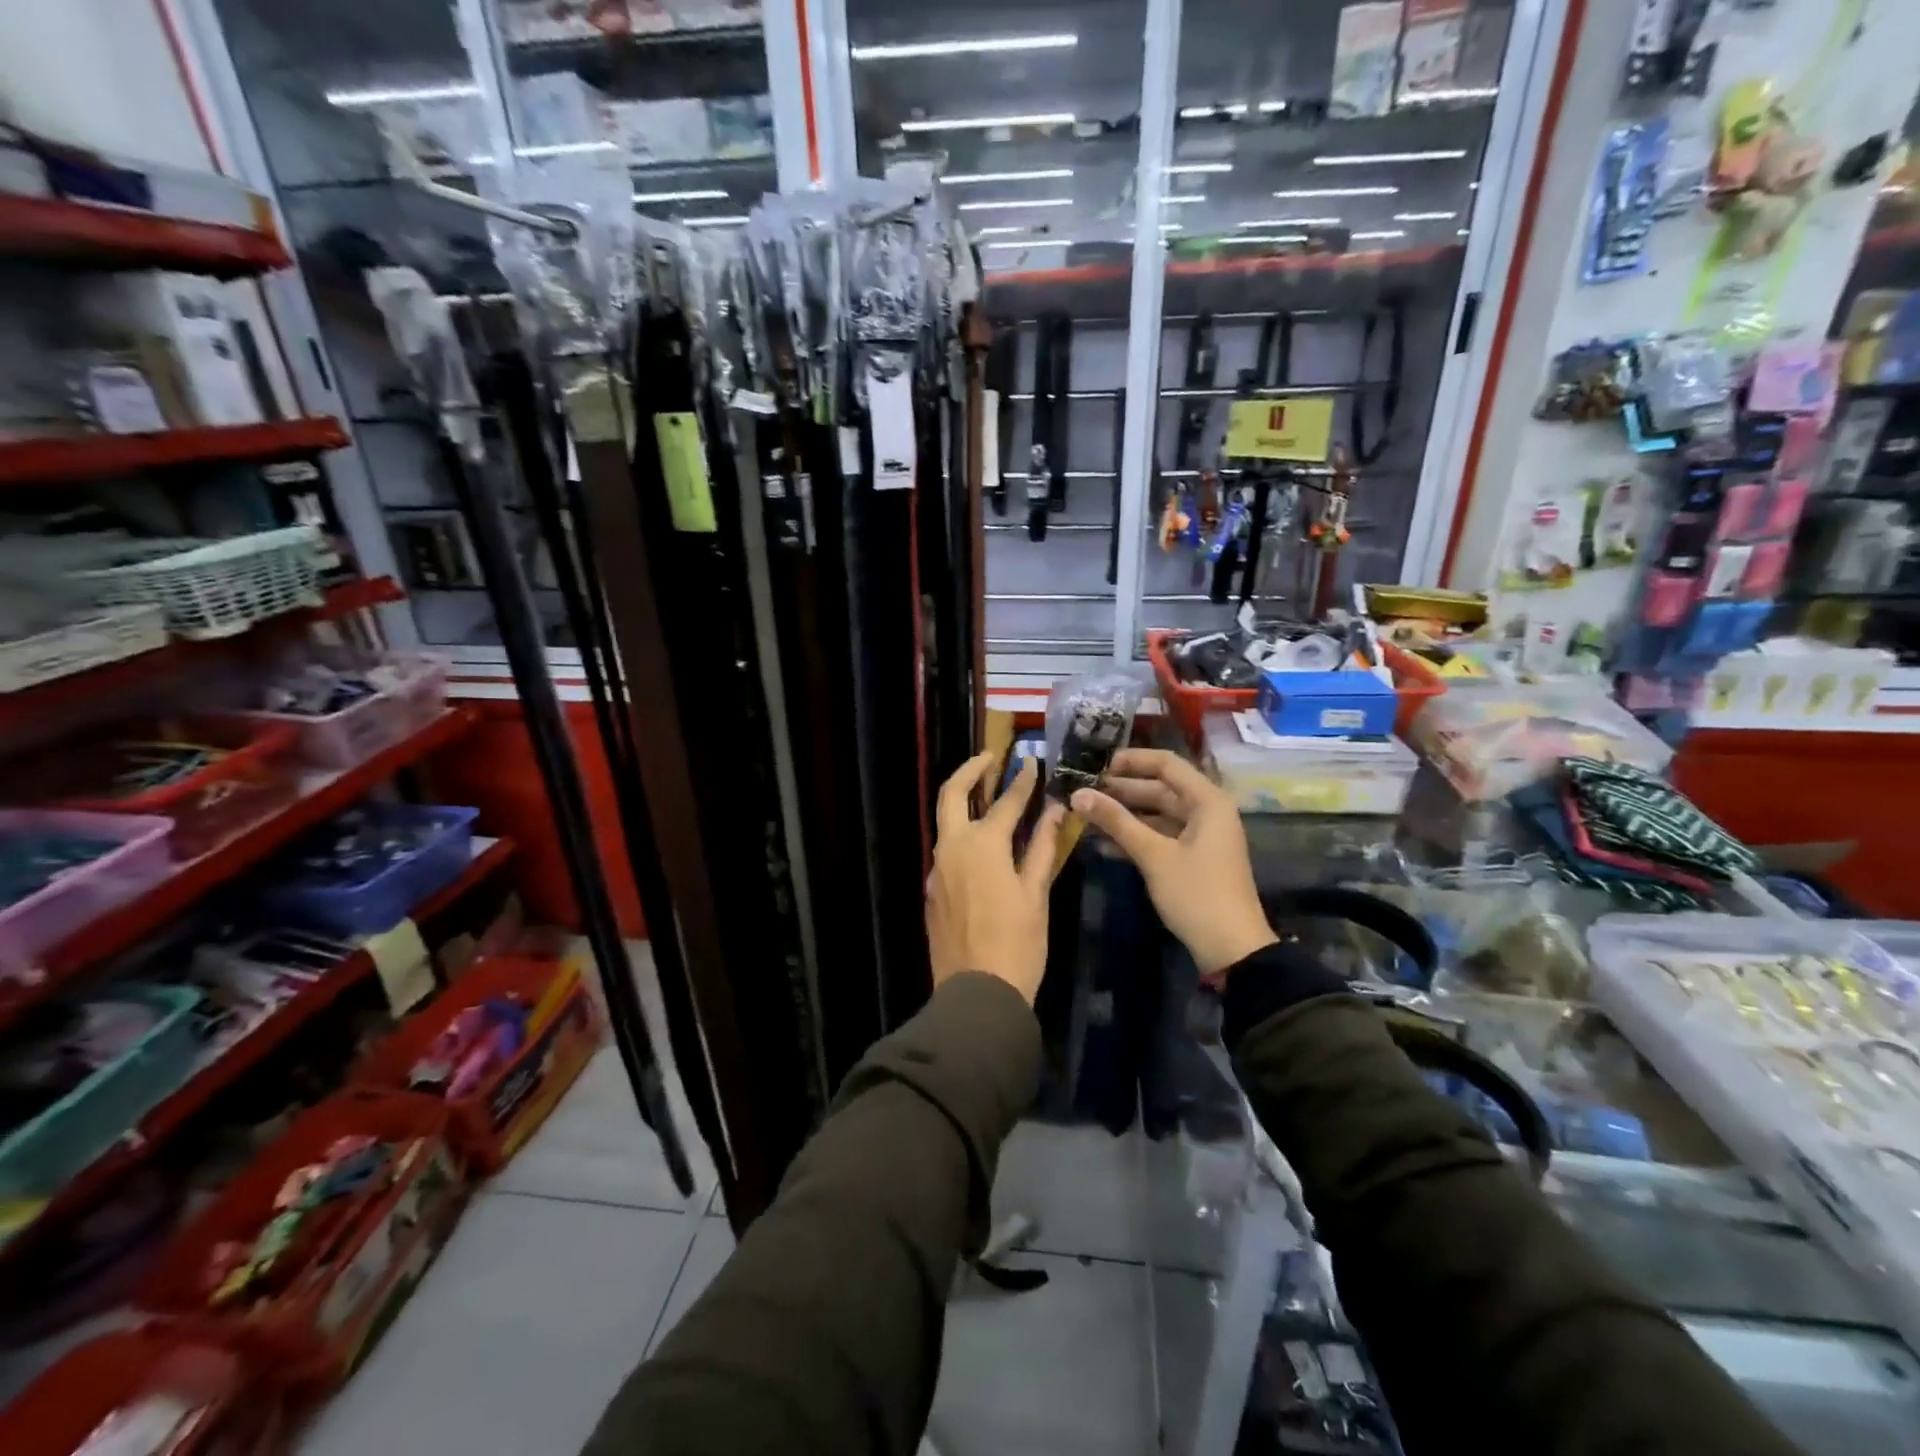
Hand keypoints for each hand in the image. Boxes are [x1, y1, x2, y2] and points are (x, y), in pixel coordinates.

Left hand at [926, 752, 1067, 1004]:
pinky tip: (980, 845)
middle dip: (970, 770)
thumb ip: (1043, 847)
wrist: (976, 994)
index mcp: (982, 845)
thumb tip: (1056, 811)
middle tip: (989, 758)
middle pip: (952, 795)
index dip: (1022, 781)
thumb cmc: (1017, 943)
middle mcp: (952, 848)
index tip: (1032, 763)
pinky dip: (960, 834)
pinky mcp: (931, 891)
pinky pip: (945, 851)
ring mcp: (936, 870)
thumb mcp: (1036, 894)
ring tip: (986, 793)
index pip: (1006, 802)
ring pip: (945, 822)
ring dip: (962, 801)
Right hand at [1071, 748, 1275, 978]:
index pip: (1166, 764)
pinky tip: (1102, 844)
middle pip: (1160, 788)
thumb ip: (1115, 821)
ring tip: (1086, 816)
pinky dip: (1135, 837)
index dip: (1130, 761)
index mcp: (1207, 801)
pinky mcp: (1193, 858)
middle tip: (1083, 792)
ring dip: (1124, 815)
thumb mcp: (1153, 855)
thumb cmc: (1196, 894)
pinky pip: (1161, 836)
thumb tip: (1078, 794)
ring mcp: (1201, 836)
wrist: (1232, 949)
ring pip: (1157, 814)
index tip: (1095, 766)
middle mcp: (1207, 811)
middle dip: (1121, 790)